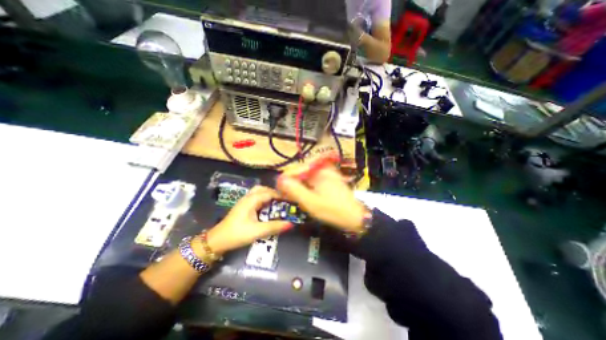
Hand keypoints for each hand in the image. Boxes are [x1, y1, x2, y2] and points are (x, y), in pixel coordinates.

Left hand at [203, 187, 293, 255]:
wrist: (217, 241)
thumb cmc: (237, 234)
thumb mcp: (258, 231)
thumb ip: (275, 226)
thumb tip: (291, 224)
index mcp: (251, 200)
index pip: (269, 192)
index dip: (281, 196)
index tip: (291, 201)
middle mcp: (248, 197)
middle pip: (263, 189)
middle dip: (274, 193)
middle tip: (283, 202)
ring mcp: (245, 202)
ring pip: (259, 193)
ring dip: (268, 196)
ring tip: (277, 204)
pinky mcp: (243, 207)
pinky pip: (256, 199)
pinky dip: (264, 201)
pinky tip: (267, 209)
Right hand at [276, 165, 366, 233]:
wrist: (355, 216)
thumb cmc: (333, 210)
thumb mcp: (310, 202)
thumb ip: (294, 190)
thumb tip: (280, 180)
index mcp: (318, 170)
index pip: (295, 168)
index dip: (285, 179)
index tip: (280, 190)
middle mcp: (323, 167)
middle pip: (300, 171)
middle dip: (292, 182)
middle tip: (287, 195)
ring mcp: (327, 172)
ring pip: (306, 176)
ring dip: (299, 185)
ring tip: (294, 196)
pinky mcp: (329, 179)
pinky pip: (313, 179)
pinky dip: (306, 186)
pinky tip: (305, 195)